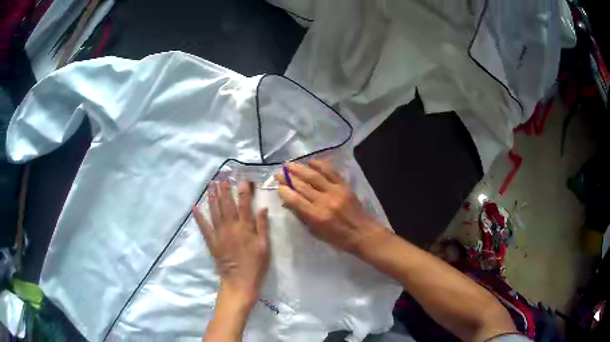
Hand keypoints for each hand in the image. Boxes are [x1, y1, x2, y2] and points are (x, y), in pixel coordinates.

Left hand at [193, 181, 269, 306]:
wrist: (239, 282)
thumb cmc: (256, 265)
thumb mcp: (265, 247)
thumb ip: (262, 227)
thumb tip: (262, 208)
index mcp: (245, 228)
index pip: (244, 204)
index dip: (243, 190)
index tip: (242, 179)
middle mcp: (231, 227)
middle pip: (227, 204)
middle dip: (224, 189)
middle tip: (222, 176)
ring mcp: (219, 234)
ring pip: (214, 211)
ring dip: (212, 197)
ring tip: (211, 184)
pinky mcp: (211, 242)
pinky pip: (204, 227)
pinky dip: (199, 217)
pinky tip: (195, 207)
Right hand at [275, 160, 390, 255]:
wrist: (363, 233)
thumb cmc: (338, 238)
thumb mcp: (316, 232)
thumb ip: (302, 216)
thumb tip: (289, 202)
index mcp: (317, 216)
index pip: (295, 200)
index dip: (284, 192)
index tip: (278, 186)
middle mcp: (324, 202)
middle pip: (302, 186)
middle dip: (288, 178)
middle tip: (278, 173)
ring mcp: (335, 192)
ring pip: (314, 176)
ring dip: (299, 169)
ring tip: (289, 164)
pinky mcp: (344, 186)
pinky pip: (331, 172)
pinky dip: (320, 165)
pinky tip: (310, 162)